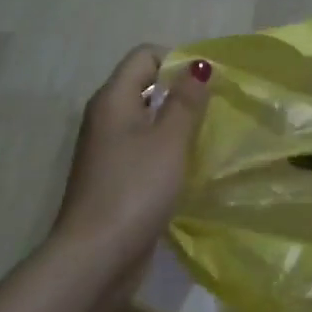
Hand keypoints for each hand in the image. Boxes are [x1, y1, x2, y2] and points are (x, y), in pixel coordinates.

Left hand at [49, 46, 211, 270]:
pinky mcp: (115, 177)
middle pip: (145, 85)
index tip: (208, 85)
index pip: (145, 55)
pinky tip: (187, 167)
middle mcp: (105, 118)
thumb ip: (186, 101)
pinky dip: (167, 149)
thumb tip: (197, 65)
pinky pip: (145, 148)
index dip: (177, 61)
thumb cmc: (136, 189)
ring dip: (176, 123)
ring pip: (147, 119)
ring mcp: (107, 149)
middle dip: (181, 92)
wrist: (97, 255)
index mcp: (113, 100)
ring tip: (206, 138)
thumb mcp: (170, 140)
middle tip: (215, 110)